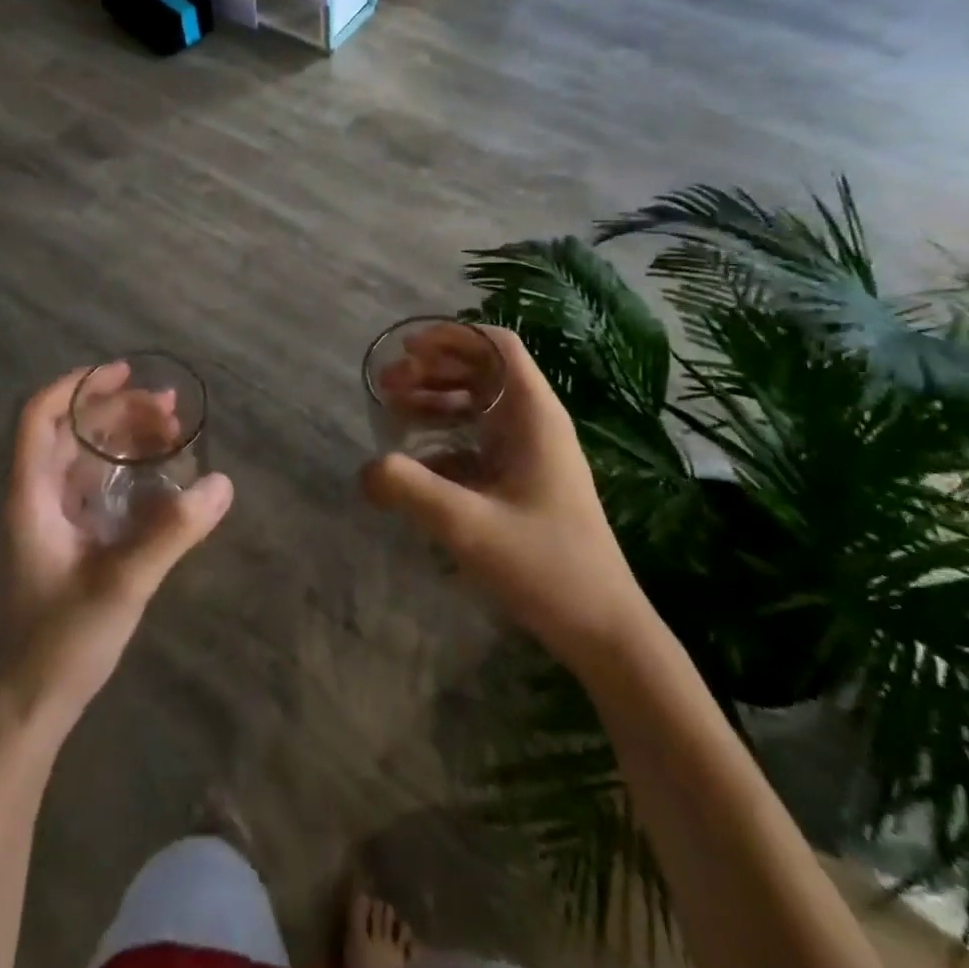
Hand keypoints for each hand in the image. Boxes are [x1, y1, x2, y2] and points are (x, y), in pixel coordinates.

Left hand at [0, 365, 231, 734]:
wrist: (16, 719)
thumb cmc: (55, 646)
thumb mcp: (121, 584)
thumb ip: (171, 532)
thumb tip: (223, 483)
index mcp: (30, 497)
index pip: (39, 416)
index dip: (79, 386)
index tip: (125, 372)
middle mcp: (33, 502)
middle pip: (70, 434)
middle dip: (118, 412)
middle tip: (171, 412)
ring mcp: (45, 527)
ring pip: (82, 463)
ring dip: (123, 443)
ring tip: (172, 437)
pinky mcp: (60, 551)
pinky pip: (91, 494)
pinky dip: (123, 477)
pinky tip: (157, 486)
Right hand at [360, 324, 649, 666]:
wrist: (602, 630)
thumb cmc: (544, 565)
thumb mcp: (468, 525)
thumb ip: (410, 490)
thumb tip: (366, 470)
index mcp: (533, 416)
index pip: (496, 346)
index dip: (451, 337)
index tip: (408, 350)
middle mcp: (534, 424)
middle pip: (480, 371)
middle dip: (431, 369)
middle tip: (385, 384)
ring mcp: (529, 454)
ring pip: (477, 406)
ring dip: (435, 400)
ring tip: (391, 411)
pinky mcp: (522, 482)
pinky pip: (477, 443)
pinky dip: (443, 440)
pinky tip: (414, 463)